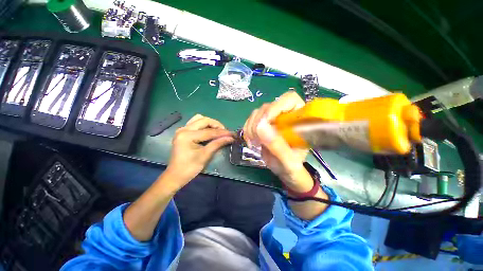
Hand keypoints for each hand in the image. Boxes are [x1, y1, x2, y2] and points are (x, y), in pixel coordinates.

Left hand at [166, 114, 233, 188]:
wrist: (175, 176)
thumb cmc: (190, 168)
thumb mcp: (205, 155)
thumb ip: (218, 144)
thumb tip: (231, 138)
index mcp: (187, 135)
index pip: (209, 132)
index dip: (223, 133)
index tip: (233, 134)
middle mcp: (183, 129)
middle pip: (204, 120)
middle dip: (217, 125)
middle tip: (225, 132)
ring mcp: (182, 129)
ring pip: (199, 119)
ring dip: (210, 123)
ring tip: (218, 131)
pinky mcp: (183, 132)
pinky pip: (195, 123)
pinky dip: (204, 125)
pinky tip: (209, 131)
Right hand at [243, 91, 312, 192]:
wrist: (282, 169)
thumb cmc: (290, 167)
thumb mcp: (287, 160)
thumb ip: (277, 145)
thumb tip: (260, 126)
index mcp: (300, 119)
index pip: (289, 99)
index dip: (275, 107)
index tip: (264, 124)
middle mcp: (286, 114)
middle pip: (268, 106)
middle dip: (258, 123)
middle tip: (257, 140)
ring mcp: (273, 118)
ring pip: (256, 113)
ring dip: (251, 128)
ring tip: (255, 143)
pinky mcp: (263, 124)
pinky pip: (250, 120)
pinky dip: (247, 130)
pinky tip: (251, 141)